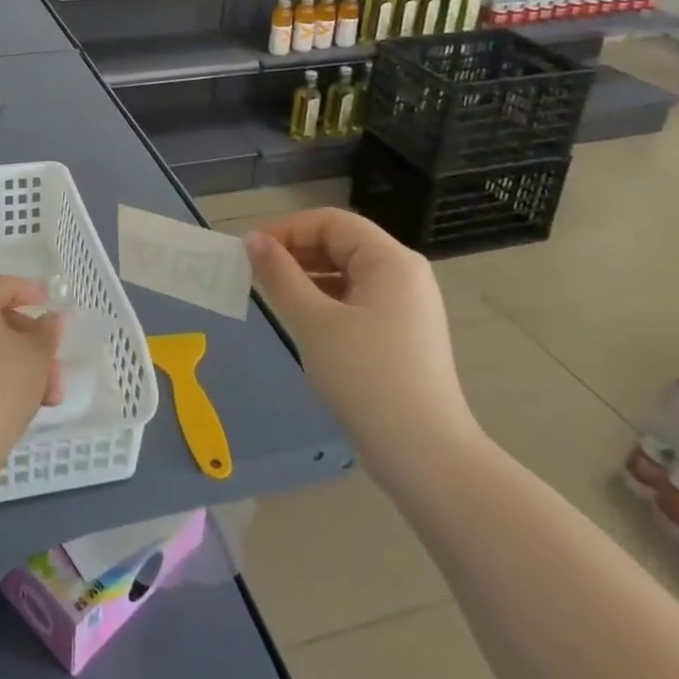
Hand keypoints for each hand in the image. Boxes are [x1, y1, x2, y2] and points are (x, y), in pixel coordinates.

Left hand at [0, 275, 62, 483]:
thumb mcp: (36, 356)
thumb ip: (47, 332)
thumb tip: (50, 320)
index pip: (5, 285)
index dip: (32, 293)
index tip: (52, 304)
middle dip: (33, 343)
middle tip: (58, 364)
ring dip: (23, 365)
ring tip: (52, 396)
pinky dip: (2, 377)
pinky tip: (28, 403)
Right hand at [245, 209, 478, 487]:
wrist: (426, 457)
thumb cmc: (366, 378)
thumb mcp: (313, 322)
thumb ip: (280, 275)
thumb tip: (252, 240)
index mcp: (390, 260)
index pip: (331, 222)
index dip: (287, 229)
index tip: (251, 252)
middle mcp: (404, 274)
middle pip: (341, 243)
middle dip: (296, 253)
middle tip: (256, 274)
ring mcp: (406, 306)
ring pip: (346, 273)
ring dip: (307, 277)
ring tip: (273, 297)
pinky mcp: (402, 334)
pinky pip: (356, 300)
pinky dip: (326, 301)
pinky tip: (303, 321)